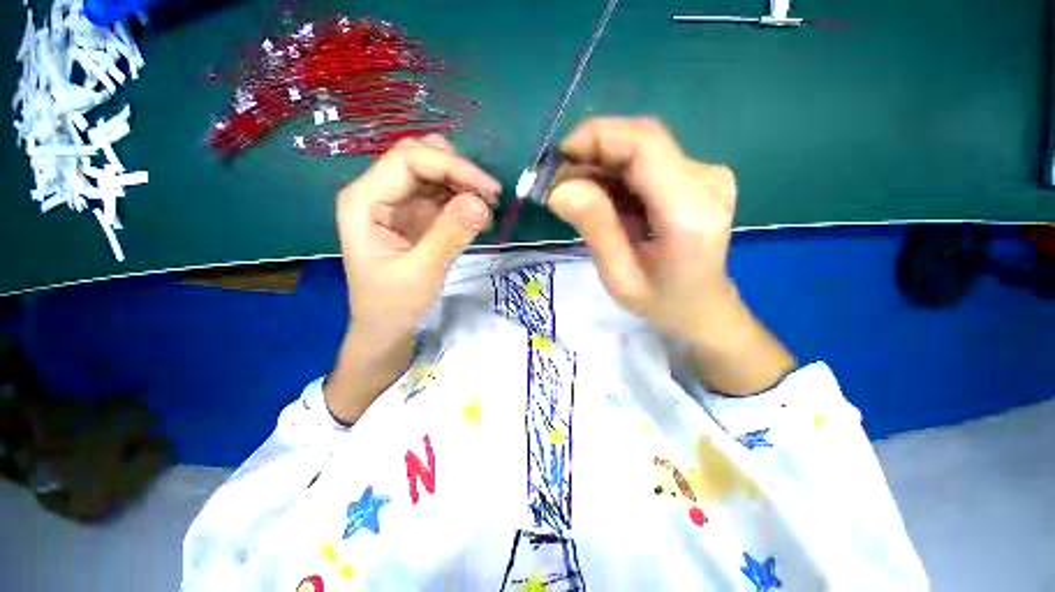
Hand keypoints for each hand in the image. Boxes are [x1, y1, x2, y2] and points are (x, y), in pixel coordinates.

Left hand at [336, 134, 500, 344]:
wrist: (386, 329)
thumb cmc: (393, 305)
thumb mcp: (422, 272)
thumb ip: (449, 234)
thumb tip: (482, 202)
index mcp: (364, 201)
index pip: (408, 159)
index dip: (452, 166)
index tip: (490, 189)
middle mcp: (378, 193)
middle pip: (421, 159)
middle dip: (459, 172)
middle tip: (491, 197)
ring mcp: (396, 204)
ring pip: (434, 175)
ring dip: (464, 186)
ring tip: (488, 210)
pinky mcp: (413, 217)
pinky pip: (441, 197)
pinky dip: (462, 201)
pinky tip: (478, 219)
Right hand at [549, 117, 794, 394]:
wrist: (703, 308)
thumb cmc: (661, 302)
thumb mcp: (619, 277)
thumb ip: (595, 229)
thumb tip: (559, 189)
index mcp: (690, 212)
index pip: (644, 144)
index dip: (597, 138)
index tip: (558, 161)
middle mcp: (707, 181)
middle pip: (642, 140)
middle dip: (592, 152)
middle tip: (558, 184)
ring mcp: (707, 175)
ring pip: (642, 148)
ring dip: (601, 165)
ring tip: (574, 196)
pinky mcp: (698, 177)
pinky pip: (648, 162)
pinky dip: (616, 174)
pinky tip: (601, 199)